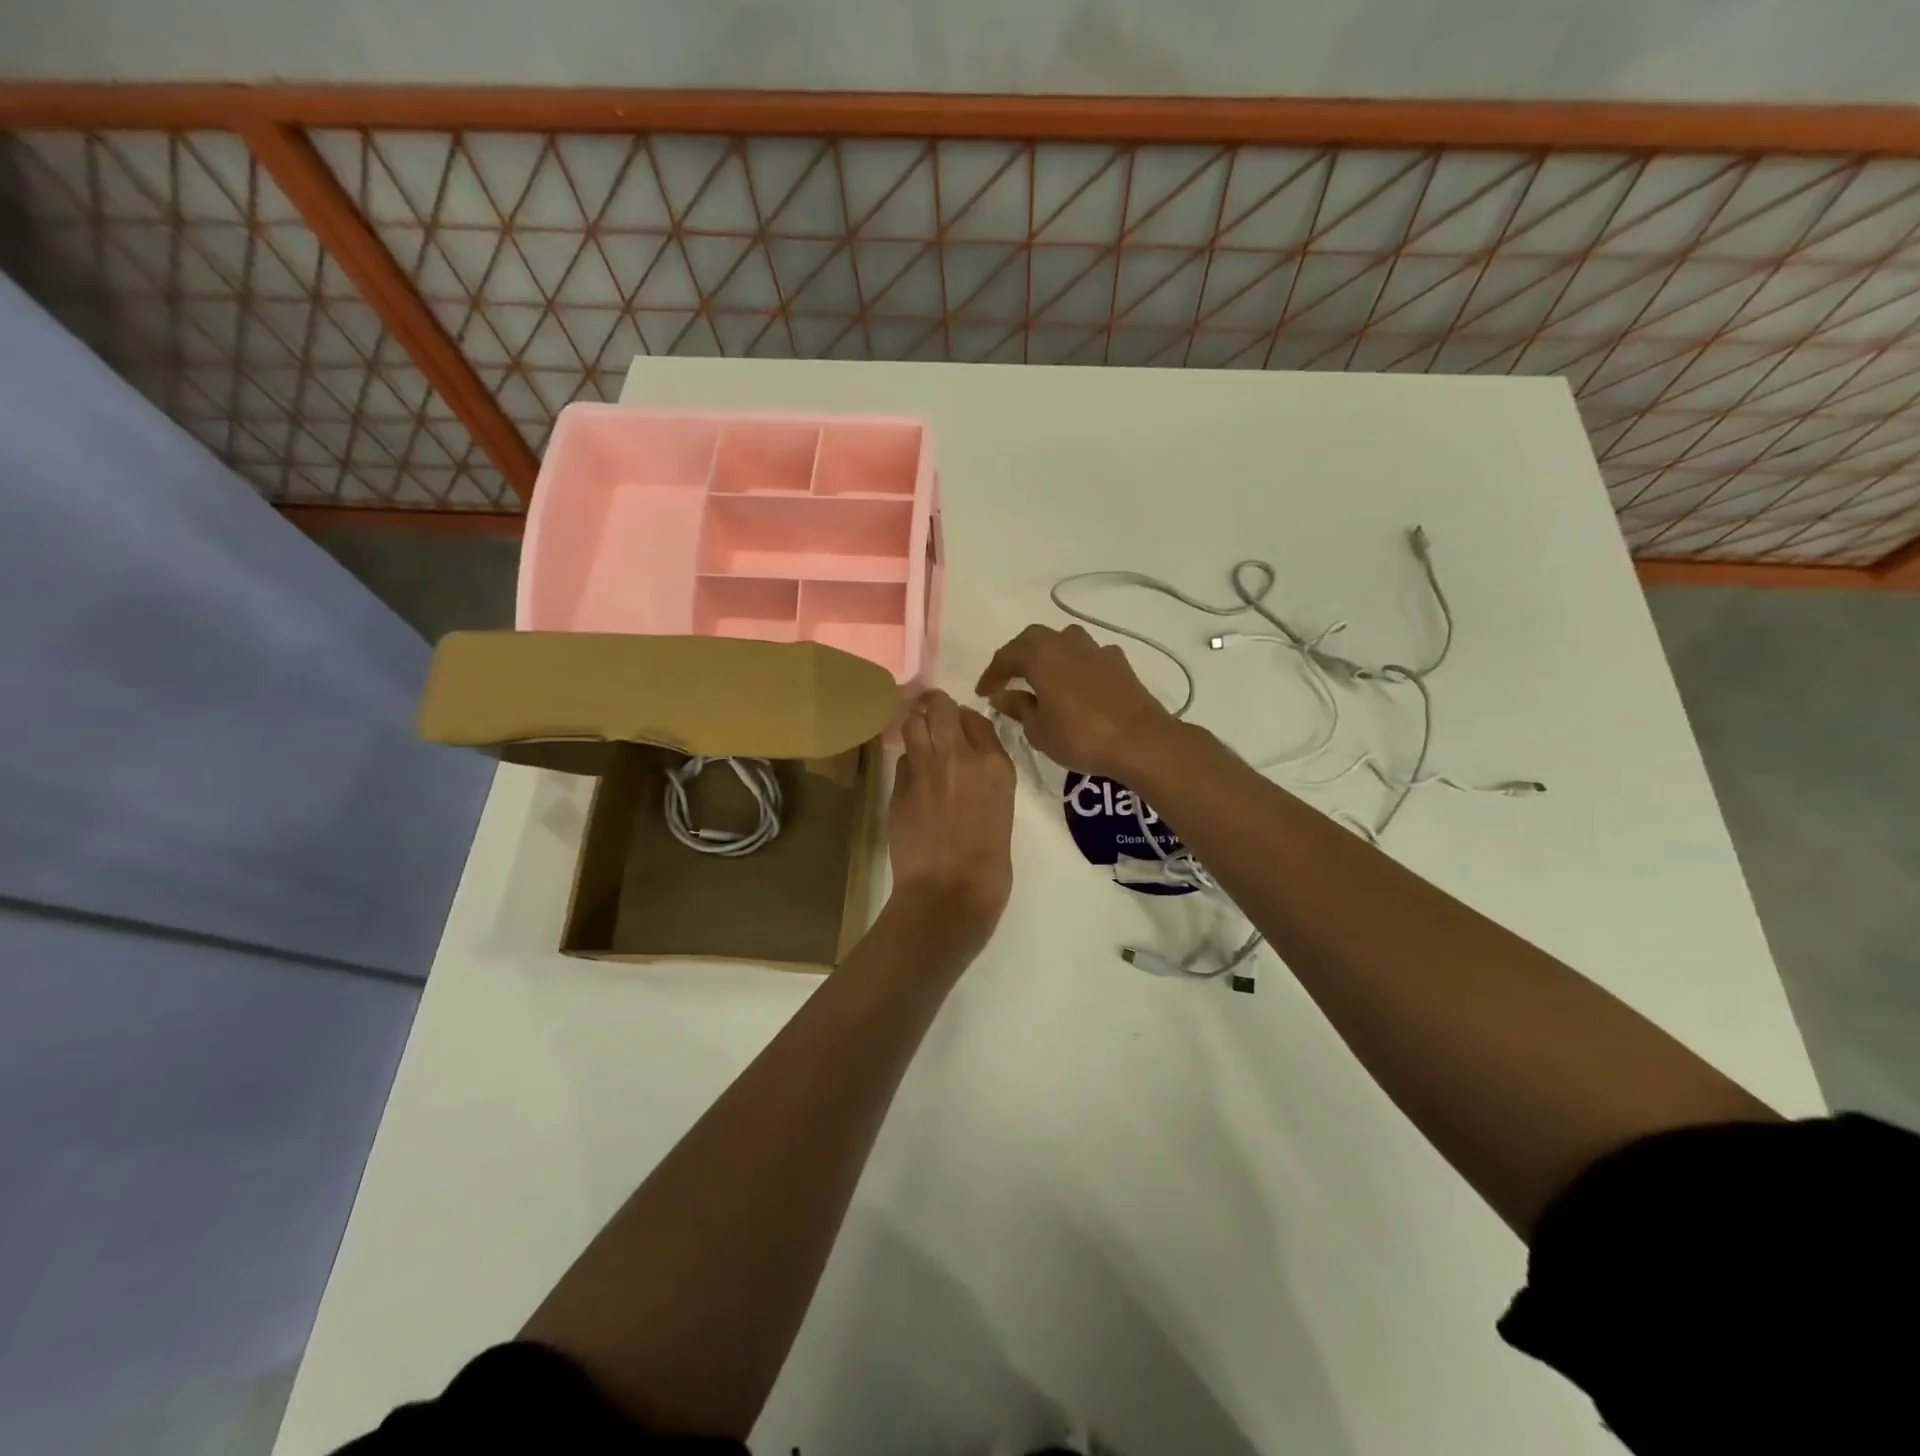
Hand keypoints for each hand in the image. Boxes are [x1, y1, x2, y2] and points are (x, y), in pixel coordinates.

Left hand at [886, 690, 1015, 961]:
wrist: (948, 894)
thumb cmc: (988, 866)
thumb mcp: (1001, 812)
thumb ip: (986, 781)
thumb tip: (968, 769)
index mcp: (996, 765)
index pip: (976, 718)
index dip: (964, 720)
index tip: (960, 728)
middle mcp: (960, 756)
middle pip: (941, 707)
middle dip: (934, 707)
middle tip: (931, 714)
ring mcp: (925, 768)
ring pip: (913, 723)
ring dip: (915, 725)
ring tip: (917, 735)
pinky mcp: (899, 786)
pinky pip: (902, 759)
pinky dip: (906, 761)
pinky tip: (911, 776)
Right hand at [976, 624, 1178, 780]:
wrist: (1140, 741)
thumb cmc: (1081, 737)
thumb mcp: (1039, 730)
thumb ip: (1018, 707)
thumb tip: (1003, 695)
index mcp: (1041, 656)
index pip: (1006, 656)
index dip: (991, 674)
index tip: (982, 692)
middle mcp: (1067, 643)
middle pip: (1034, 639)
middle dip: (1017, 656)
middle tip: (1007, 678)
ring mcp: (1096, 650)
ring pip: (1063, 641)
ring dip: (1048, 654)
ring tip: (1041, 676)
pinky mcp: (1119, 662)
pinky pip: (1088, 655)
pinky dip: (1075, 665)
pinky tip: (1076, 683)